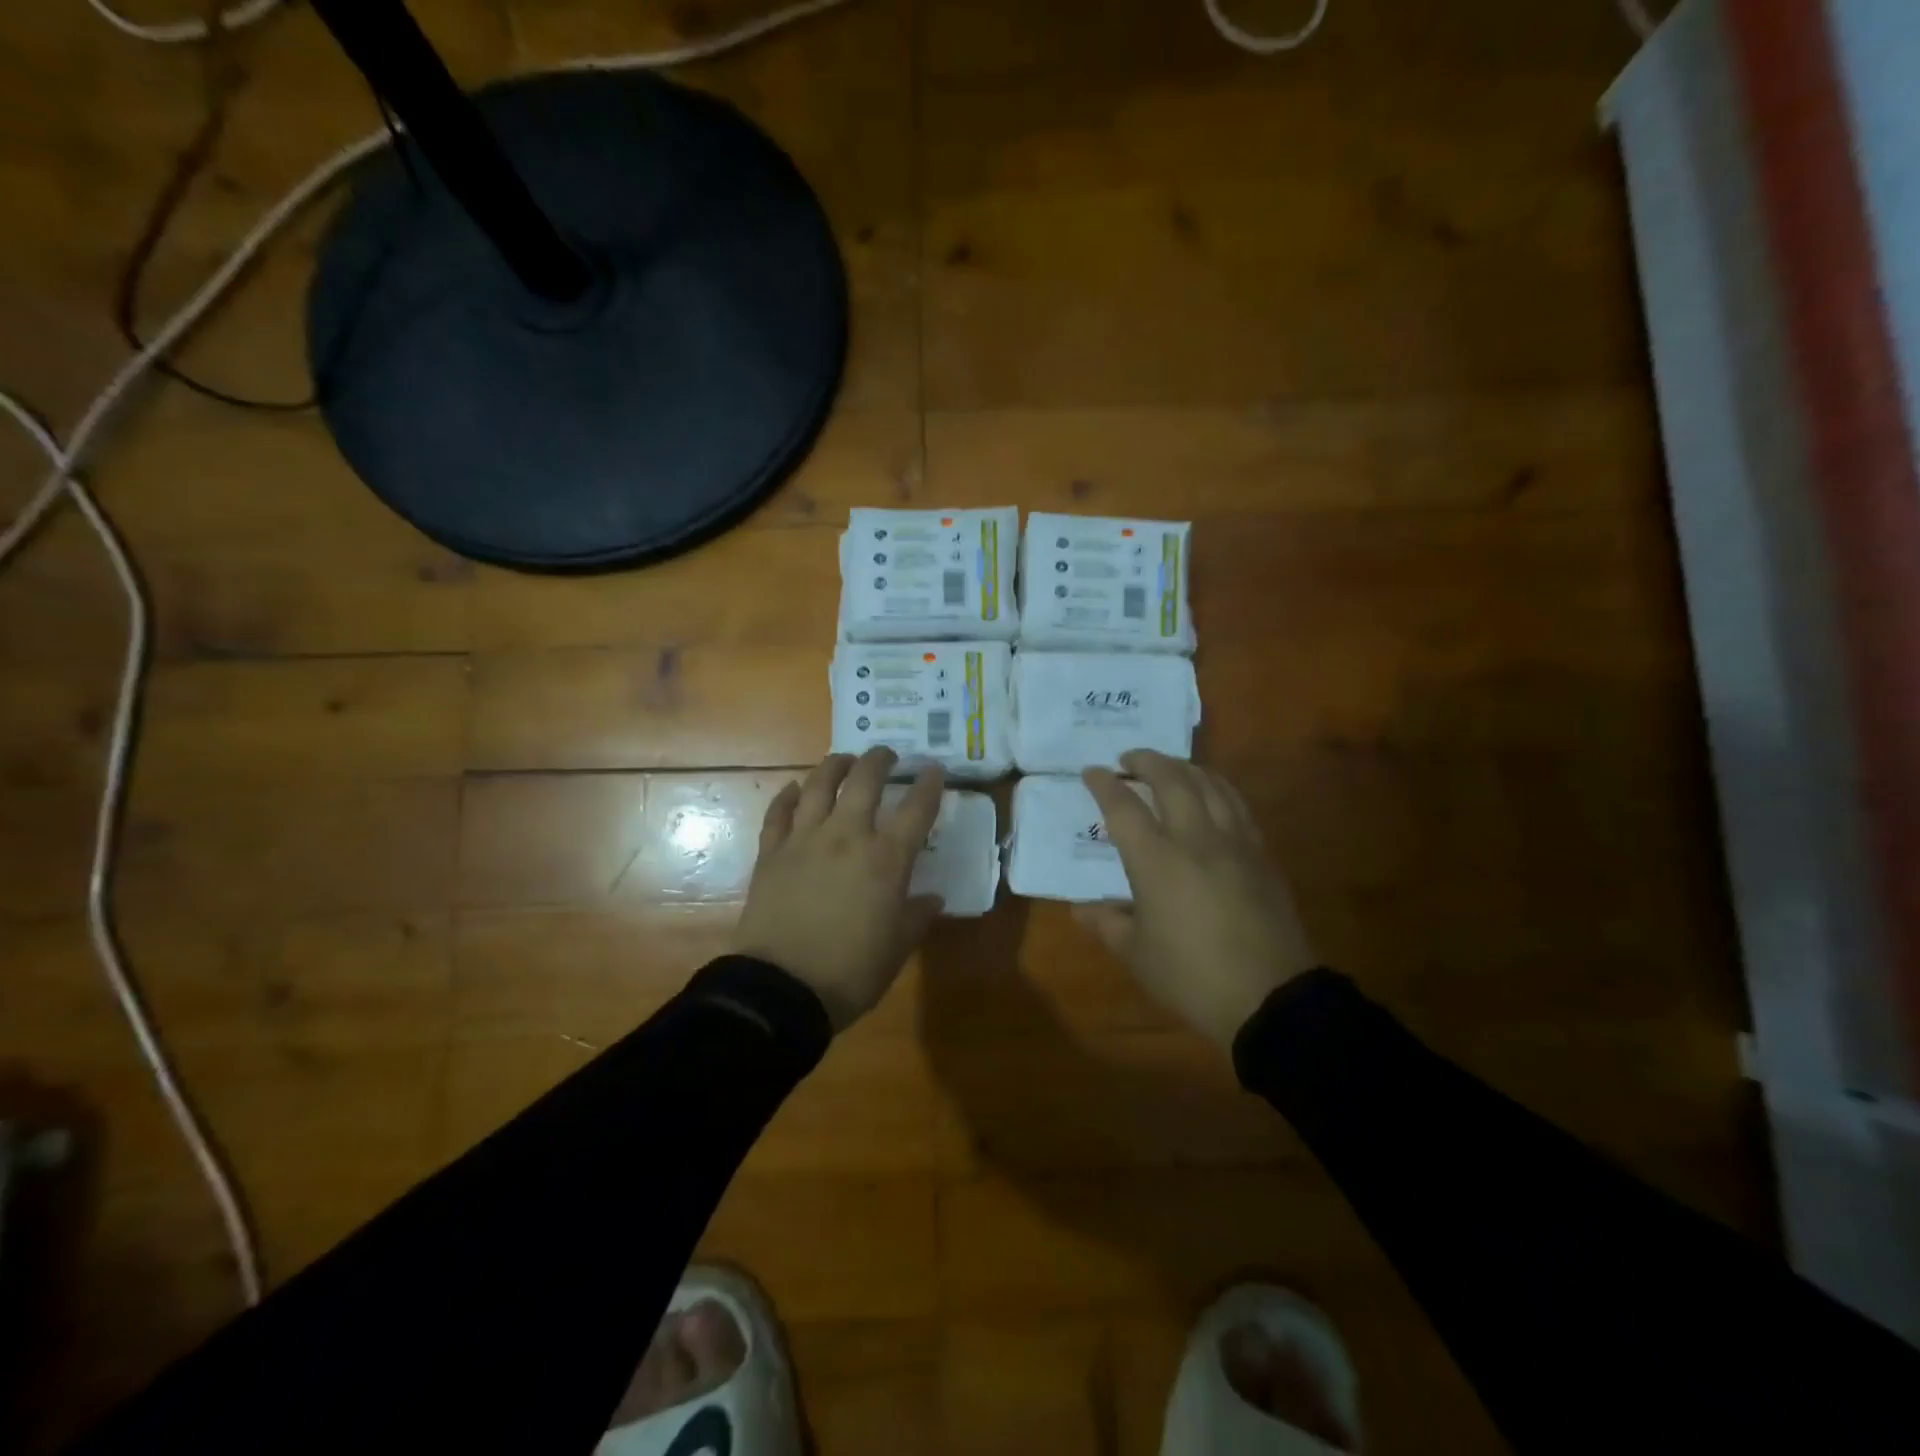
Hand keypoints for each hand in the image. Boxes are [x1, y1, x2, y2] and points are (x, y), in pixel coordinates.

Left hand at [732, 748, 944, 1030]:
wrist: (781, 989)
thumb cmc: (850, 972)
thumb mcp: (898, 948)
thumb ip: (917, 916)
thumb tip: (932, 898)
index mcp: (886, 859)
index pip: (916, 809)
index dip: (929, 784)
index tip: (934, 769)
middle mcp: (846, 836)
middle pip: (865, 780)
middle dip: (880, 760)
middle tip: (887, 755)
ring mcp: (804, 839)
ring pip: (820, 784)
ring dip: (835, 765)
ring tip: (844, 760)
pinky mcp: (771, 852)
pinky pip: (779, 812)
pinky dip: (788, 796)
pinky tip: (795, 789)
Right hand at [1077, 751, 1317, 1047]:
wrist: (1270, 998)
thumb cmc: (1192, 977)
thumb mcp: (1136, 954)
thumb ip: (1107, 923)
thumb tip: (1080, 909)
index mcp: (1157, 861)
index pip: (1124, 807)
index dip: (1104, 785)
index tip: (1091, 772)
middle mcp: (1196, 839)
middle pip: (1172, 779)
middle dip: (1147, 760)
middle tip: (1129, 759)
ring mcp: (1235, 843)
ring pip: (1210, 784)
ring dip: (1185, 767)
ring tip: (1170, 767)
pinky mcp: (1262, 855)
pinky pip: (1238, 805)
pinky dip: (1218, 787)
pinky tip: (1212, 793)